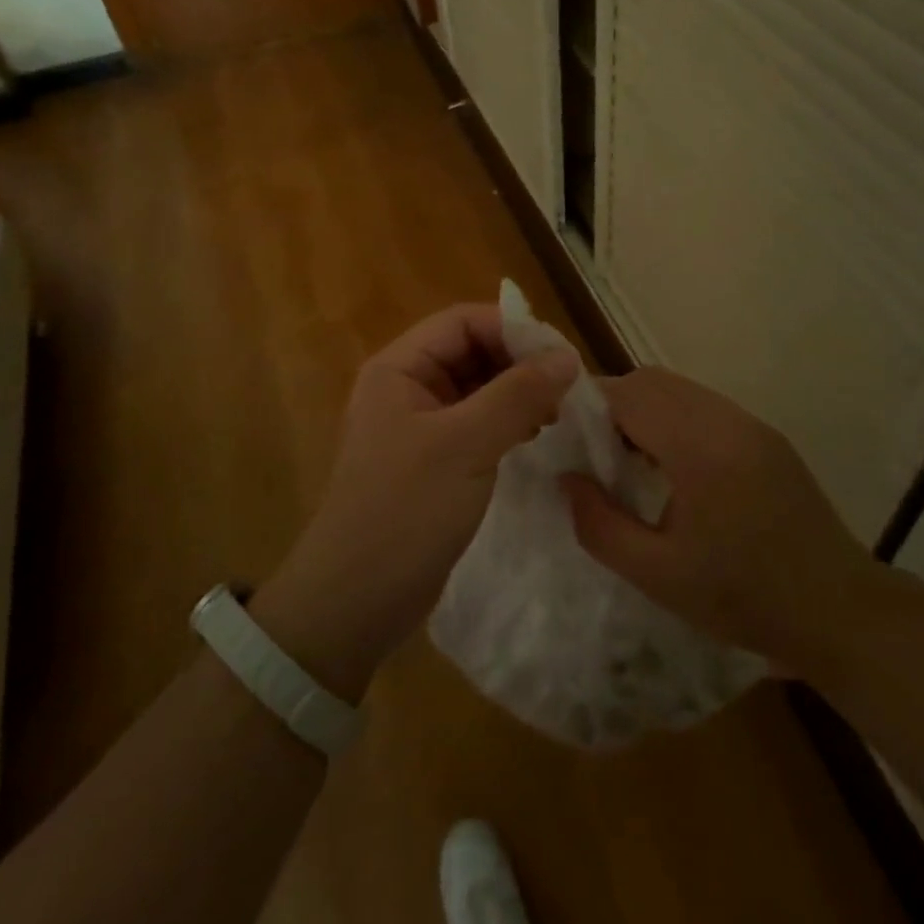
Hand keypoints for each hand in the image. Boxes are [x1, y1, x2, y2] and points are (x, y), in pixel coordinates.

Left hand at [251, 304, 577, 700]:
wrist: (356, 600)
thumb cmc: (405, 511)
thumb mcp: (466, 445)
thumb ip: (518, 395)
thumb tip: (567, 356)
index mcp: (400, 368)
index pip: (463, 322)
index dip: (513, 330)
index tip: (561, 356)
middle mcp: (407, 387)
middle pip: (472, 352)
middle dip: (519, 363)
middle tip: (567, 389)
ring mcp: (420, 426)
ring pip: (478, 388)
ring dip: (518, 393)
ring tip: (558, 414)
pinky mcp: (434, 461)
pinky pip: (477, 423)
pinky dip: (508, 422)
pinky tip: (536, 436)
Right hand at [561, 367, 876, 681]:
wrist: (838, 611)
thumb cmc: (743, 598)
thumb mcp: (657, 575)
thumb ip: (599, 525)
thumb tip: (566, 479)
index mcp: (700, 448)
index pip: (629, 393)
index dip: (589, 407)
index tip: (568, 440)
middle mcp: (727, 420)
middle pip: (653, 381)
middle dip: (614, 405)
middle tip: (594, 453)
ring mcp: (752, 424)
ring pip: (680, 389)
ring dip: (645, 411)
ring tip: (628, 460)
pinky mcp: (766, 436)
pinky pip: (705, 407)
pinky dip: (674, 420)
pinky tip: (672, 467)